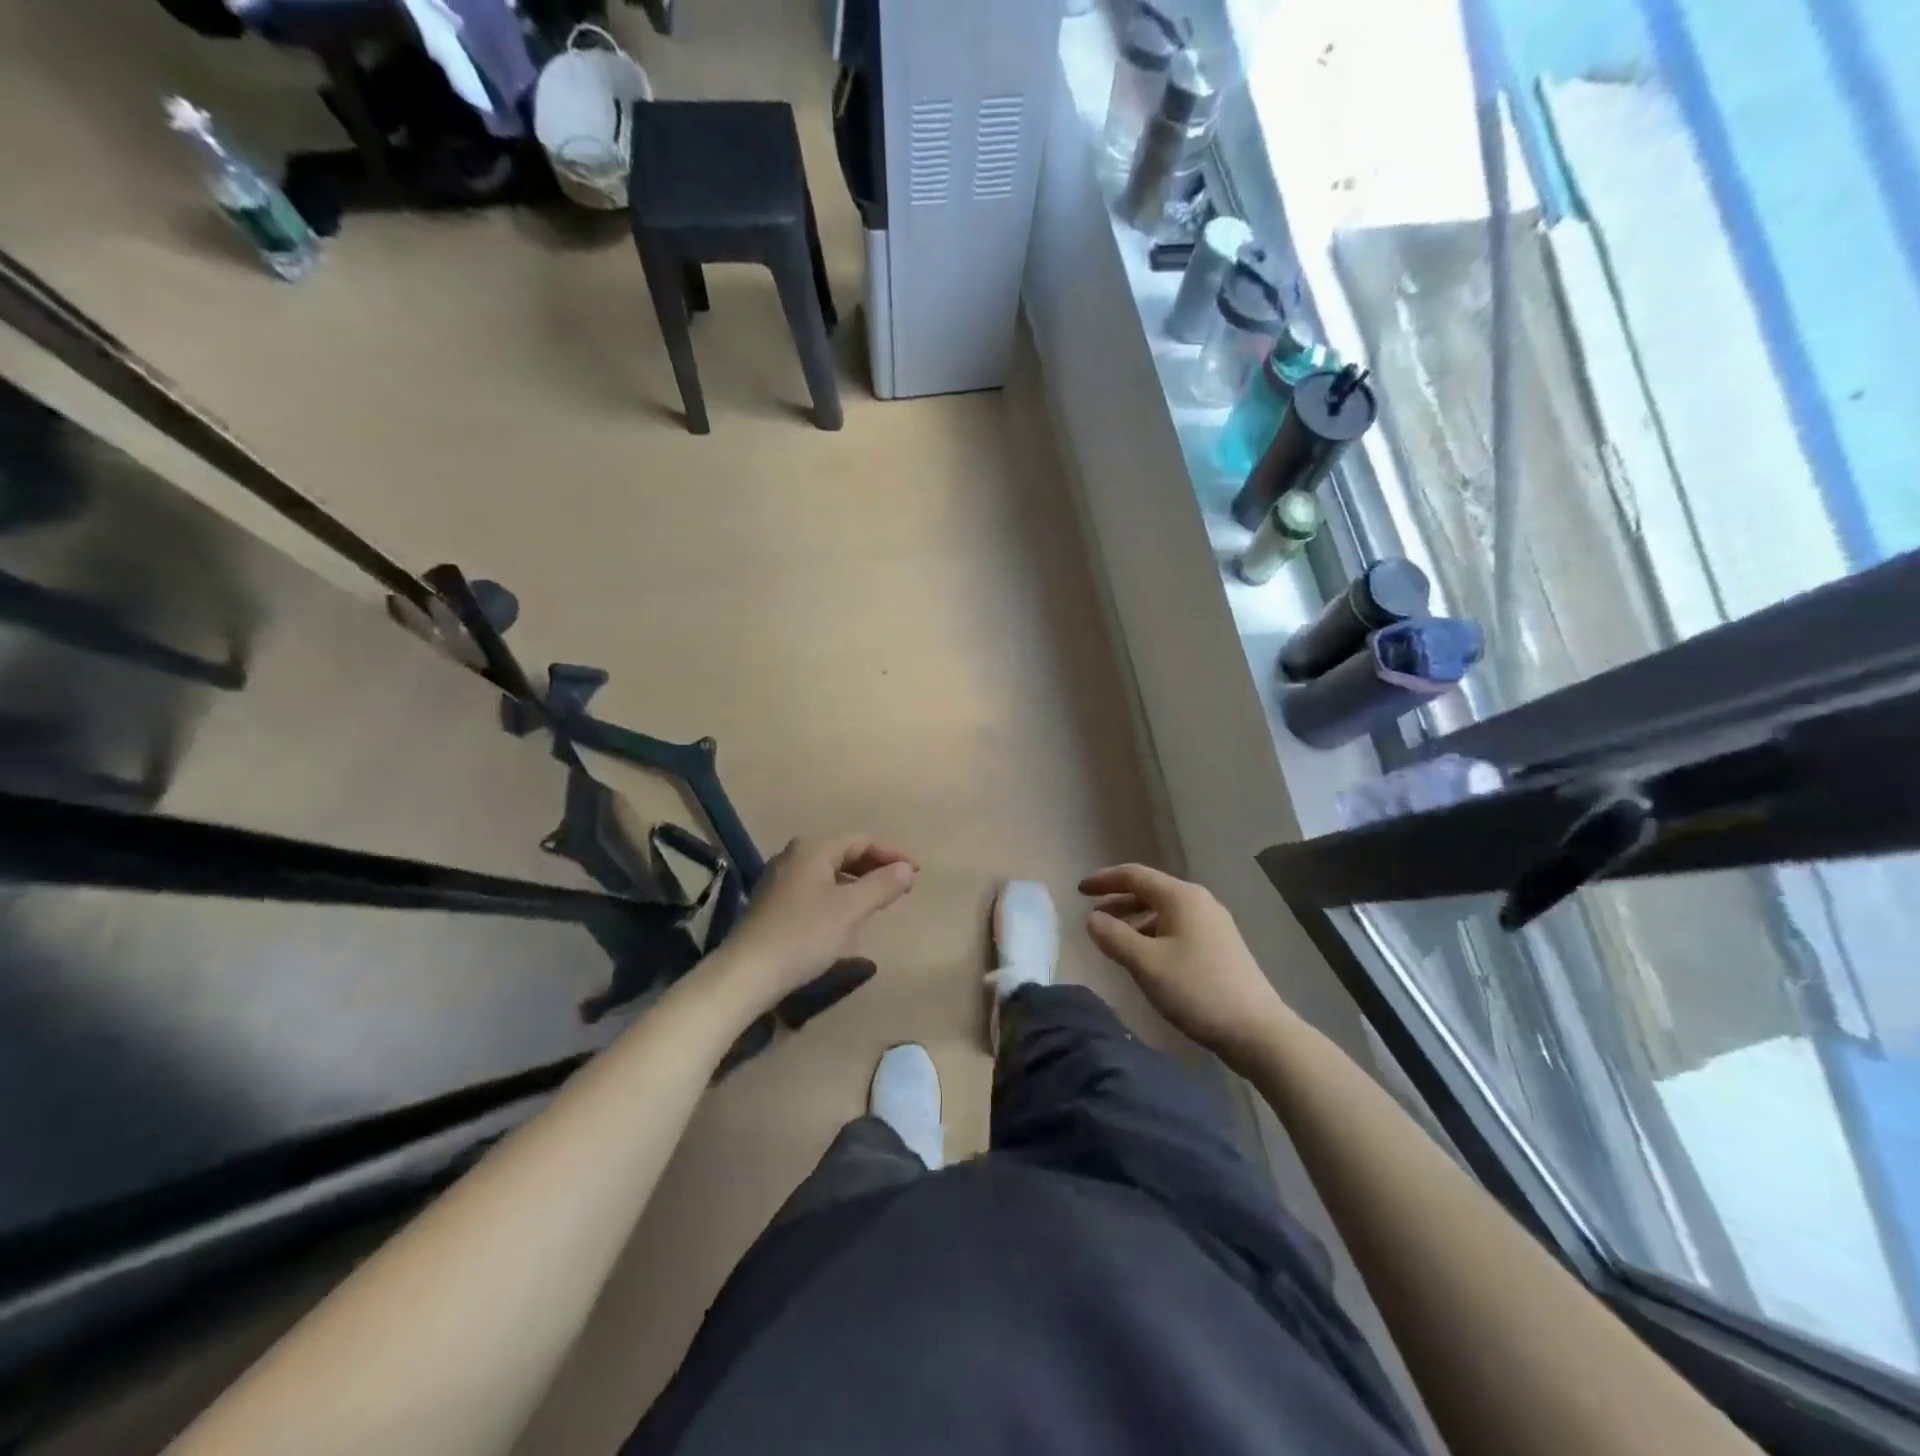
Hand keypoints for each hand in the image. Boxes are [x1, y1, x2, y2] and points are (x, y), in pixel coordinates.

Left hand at [711, 836, 916, 1015]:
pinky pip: (816, 888)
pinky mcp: (774, 903)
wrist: (747, 974)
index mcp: (813, 848)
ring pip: (830, 872)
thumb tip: (907, 869)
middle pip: (845, 853)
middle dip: (876, 868)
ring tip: (880, 901)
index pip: (863, 841)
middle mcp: (794, 855)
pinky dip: (839, 895)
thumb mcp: (851, 909)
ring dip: (858, 883)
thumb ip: (882, 885)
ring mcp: (780, 879)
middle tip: (902, 887)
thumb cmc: (804, 935)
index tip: (918, 873)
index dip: (893, 854)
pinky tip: (847, 916)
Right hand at [1079, 864, 1287, 1066]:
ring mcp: (1213, 924)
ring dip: (1134, 919)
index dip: (1104, 879)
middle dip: (1118, 900)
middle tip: (1091, 914)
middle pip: (1150, 890)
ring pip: (1163, 911)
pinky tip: (1144, 956)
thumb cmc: (1196, 990)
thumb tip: (1092, 918)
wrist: (1257, 1031)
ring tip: (1112, 938)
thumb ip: (1113, 937)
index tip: (1078, 890)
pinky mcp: (1220, 946)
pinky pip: (1176, 927)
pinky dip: (1152, 933)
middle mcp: (1198, 902)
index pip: (1134, 875)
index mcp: (1181, 897)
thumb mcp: (1145, 964)